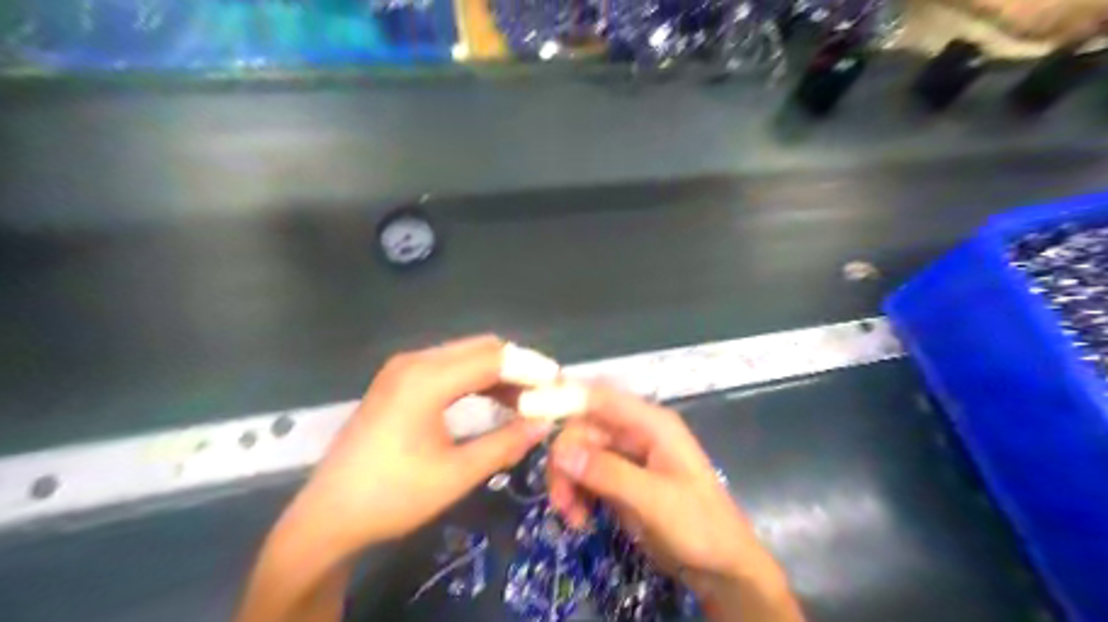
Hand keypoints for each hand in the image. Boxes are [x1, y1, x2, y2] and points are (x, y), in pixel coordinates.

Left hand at [294, 335, 552, 547]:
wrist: (328, 516)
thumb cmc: (393, 496)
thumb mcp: (456, 474)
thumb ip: (506, 443)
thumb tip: (545, 422)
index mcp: (426, 379)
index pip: (493, 357)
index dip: (530, 368)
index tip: (559, 383)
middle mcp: (415, 361)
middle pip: (481, 348)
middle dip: (518, 366)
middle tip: (546, 392)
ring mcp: (403, 368)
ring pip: (466, 355)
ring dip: (499, 372)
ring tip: (527, 398)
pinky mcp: (399, 381)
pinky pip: (449, 368)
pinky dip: (477, 379)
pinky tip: (495, 399)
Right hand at [547, 387, 801, 619]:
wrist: (721, 567)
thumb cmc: (698, 526)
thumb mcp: (654, 500)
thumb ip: (608, 473)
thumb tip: (560, 450)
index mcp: (651, 423)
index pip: (600, 398)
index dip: (563, 398)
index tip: (526, 410)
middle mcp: (635, 431)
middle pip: (582, 428)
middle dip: (565, 461)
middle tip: (561, 501)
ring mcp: (626, 455)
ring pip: (579, 453)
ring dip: (568, 481)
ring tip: (572, 517)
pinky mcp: (619, 477)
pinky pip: (585, 474)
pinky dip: (576, 493)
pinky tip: (580, 518)